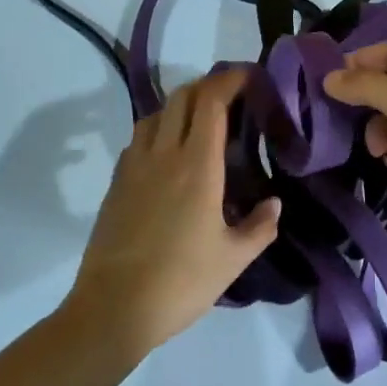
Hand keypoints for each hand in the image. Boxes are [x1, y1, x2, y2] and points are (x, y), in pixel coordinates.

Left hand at [64, 68, 280, 359]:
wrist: (112, 309)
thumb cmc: (180, 282)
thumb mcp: (233, 260)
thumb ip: (260, 227)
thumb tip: (274, 203)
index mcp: (197, 166)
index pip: (211, 102)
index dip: (229, 80)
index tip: (248, 76)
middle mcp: (164, 154)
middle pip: (182, 97)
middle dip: (207, 86)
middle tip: (230, 97)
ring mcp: (134, 166)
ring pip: (156, 114)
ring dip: (180, 106)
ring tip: (199, 122)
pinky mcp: (116, 183)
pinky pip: (139, 139)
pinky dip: (158, 130)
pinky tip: (168, 155)